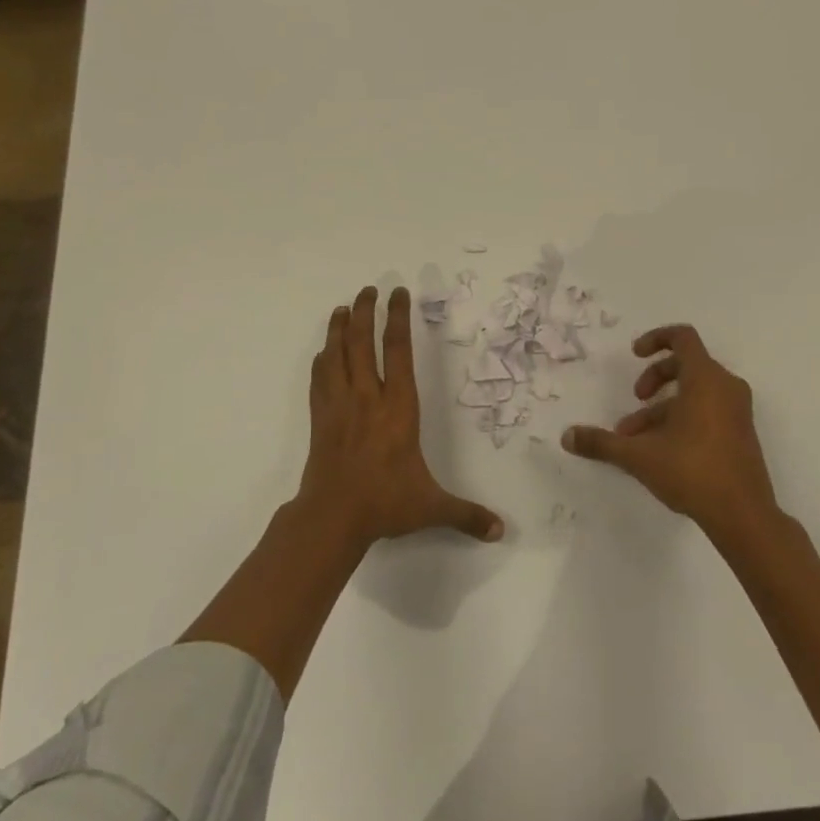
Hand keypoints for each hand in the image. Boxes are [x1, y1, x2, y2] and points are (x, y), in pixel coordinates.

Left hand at [301, 286, 503, 550]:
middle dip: (365, 312)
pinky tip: (323, 352)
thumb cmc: (385, 503)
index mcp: (398, 407)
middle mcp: (368, 397)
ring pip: (337, 355)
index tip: (398, 293)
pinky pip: (319, 379)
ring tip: (342, 307)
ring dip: (339, 328)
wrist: (332, 517)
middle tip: (368, 289)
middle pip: (362, 343)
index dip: (397, 318)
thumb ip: (465, 514)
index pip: (397, 351)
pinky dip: (322, 360)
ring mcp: (340, 406)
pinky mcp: (320, 419)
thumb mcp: (431, 507)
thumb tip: (500, 531)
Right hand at [562, 324, 777, 537]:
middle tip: (636, 397)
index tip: (635, 354)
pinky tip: (659, 450)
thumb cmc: (692, 471)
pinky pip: (708, 410)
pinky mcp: (741, 432)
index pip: (682, 337)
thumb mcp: (639, 455)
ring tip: (636, 436)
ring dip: (662, 406)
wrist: (744, 515)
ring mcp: (737, 410)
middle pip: (686, 364)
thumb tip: (567, 436)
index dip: (656, 338)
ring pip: (695, 392)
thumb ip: (602, 442)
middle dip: (655, 378)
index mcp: (705, 378)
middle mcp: (725, 386)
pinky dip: (682, 418)